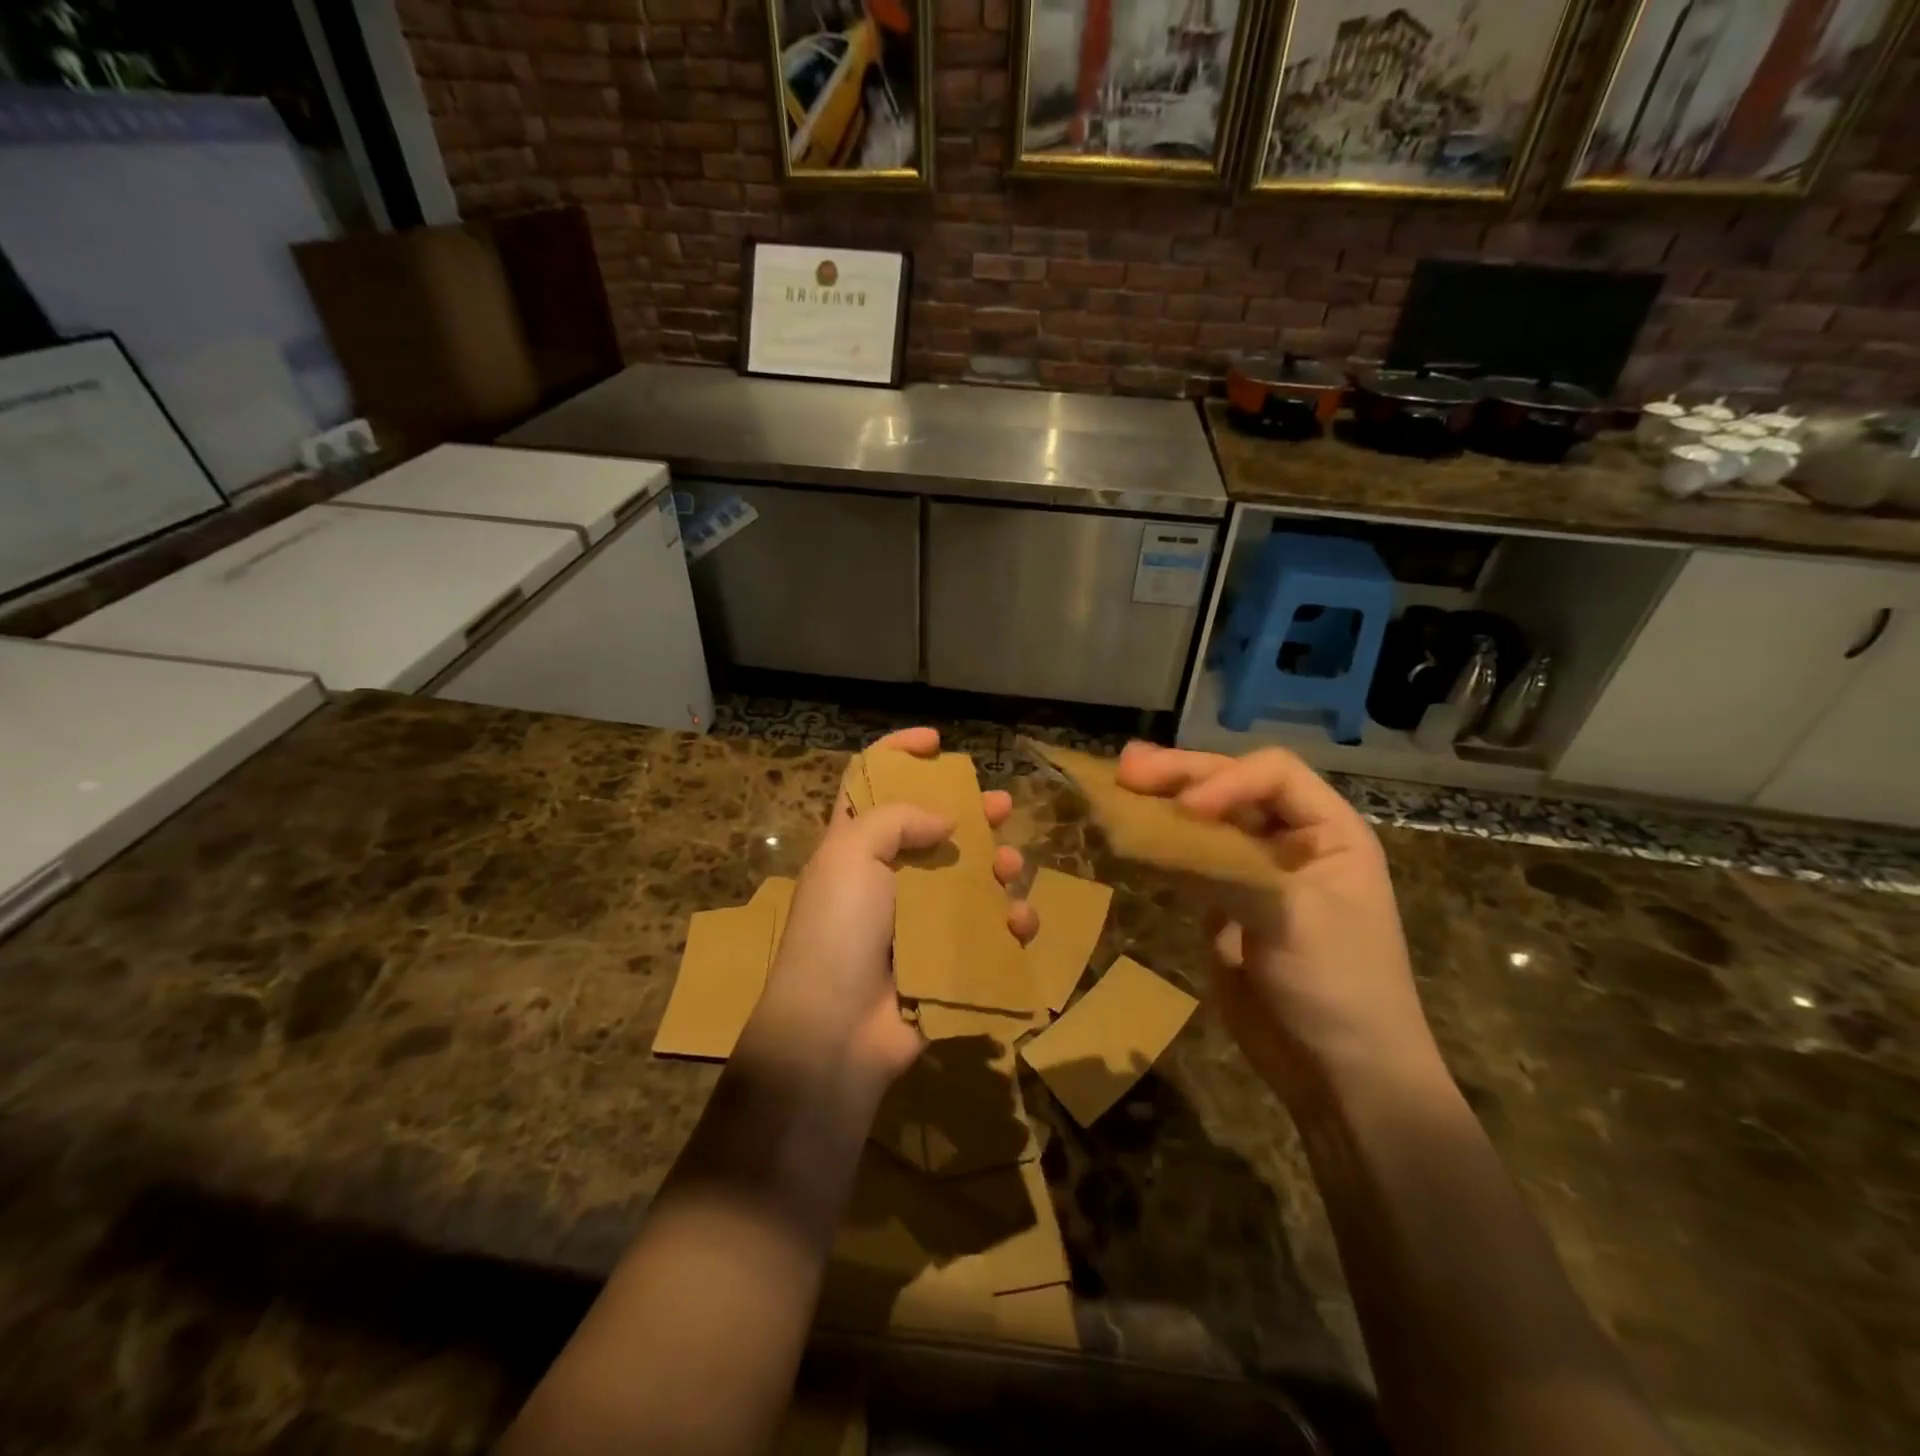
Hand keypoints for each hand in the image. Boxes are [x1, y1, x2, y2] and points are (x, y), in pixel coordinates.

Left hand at [744, 729, 1035, 1102]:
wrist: (835, 1030)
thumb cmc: (838, 929)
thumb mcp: (853, 854)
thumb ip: (898, 820)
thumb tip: (943, 823)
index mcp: (853, 846)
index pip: (870, 782)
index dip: (898, 753)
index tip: (937, 741)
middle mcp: (884, 878)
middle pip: (931, 830)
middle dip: (969, 813)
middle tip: (1001, 805)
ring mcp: (915, 921)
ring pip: (966, 880)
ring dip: (995, 868)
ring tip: (1011, 868)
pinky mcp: (943, 960)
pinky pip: (985, 933)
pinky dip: (1007, 923)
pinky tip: (1019, 922)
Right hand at [1115, 743, 1439, 1097]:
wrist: (1340, 1075)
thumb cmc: (1337, 985)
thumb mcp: (1292, 915)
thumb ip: (1226, 866)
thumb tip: (1152, 833)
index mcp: (1329, 832)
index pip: (1274, 775)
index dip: (1226, 779)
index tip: (1186, 807)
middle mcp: (1291, 841)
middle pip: (1232, 789)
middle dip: (1182, 775)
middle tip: (1127, 768)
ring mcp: (1255, 872)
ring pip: (1205, 821)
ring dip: (1164, 801)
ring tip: (1119, 782)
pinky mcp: (1224, 904)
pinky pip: (1189, 861)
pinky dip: (1159, 844)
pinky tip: (1129, 832)